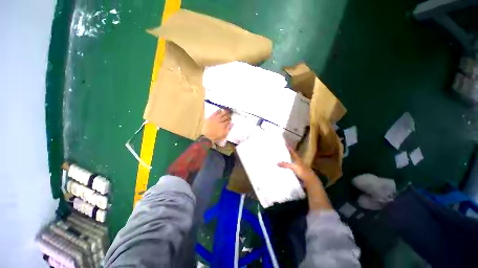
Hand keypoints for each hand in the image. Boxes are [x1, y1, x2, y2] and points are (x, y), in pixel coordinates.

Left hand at [202, 109, 231, 142]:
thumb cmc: (216, 136)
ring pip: (221, 114)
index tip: (231, 117)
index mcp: (223, 125)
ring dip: (224, 112)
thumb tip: (232, 123)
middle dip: (228, 114)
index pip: (228, 120)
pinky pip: (214, 113)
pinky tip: (219, 110)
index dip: (230, 119)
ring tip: (226, 110)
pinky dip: (217, 111)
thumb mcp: (224, 134)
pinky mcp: (210, 118)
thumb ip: (229, 128)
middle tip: (230, 112)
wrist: (207, 137)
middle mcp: (220, 121)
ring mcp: (215, 119)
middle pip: (225, 116)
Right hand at [279, 147, 331, 209]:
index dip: (290, 149)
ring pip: (293, 164)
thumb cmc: (303, 172)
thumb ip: (286, 165)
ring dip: (289, 162)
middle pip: (293, 158)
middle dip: (288, 155)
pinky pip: (293, 170)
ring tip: (282, 161)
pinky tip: (286, 170)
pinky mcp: (299, 174)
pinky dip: (289, 169)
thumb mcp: (294, 167)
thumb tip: (277, 163)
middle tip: (282, 153)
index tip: (286, 145)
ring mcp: (300, 169)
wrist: (310, 182)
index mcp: (299, 160)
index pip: (293, 153)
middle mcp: (300, 163)